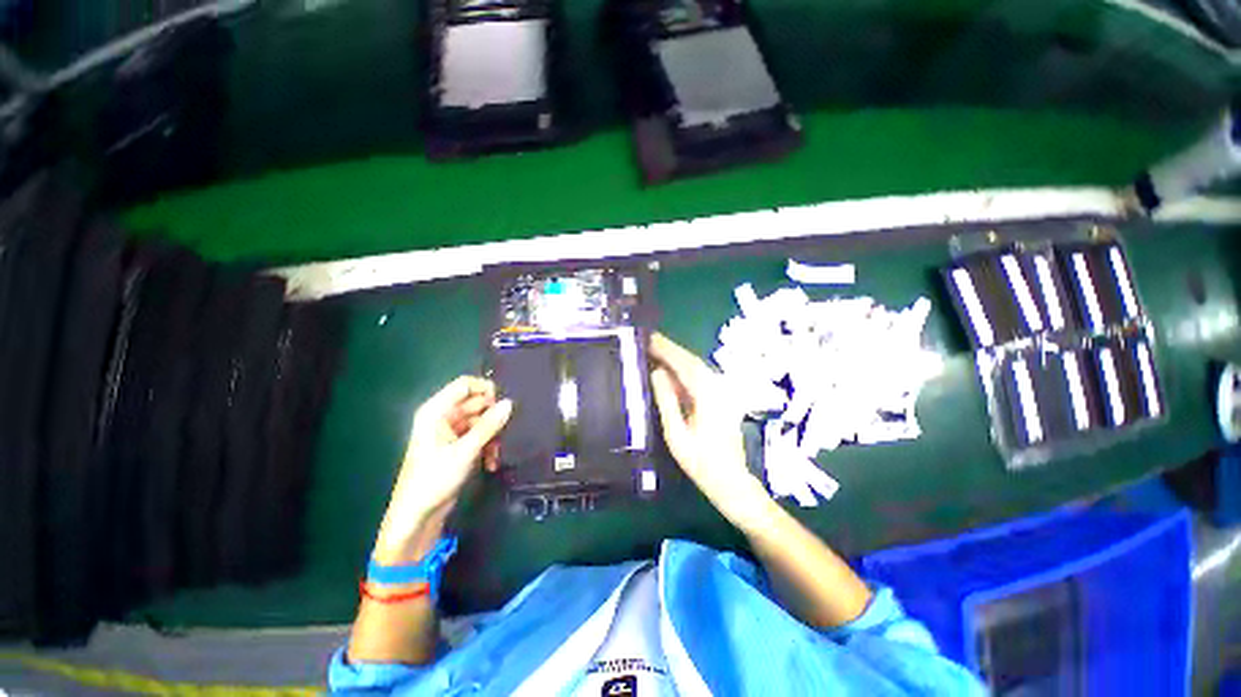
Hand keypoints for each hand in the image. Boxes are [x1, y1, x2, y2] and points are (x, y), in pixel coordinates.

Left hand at [373, 376, 512, 563]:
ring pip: (481, 421)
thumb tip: (509, 403)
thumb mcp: (465, 451)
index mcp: (436, 411)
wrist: (418, 516)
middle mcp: (443, 417)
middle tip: (504, 432)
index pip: (465, 385)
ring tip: (496, 453)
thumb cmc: (434, 479)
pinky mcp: (458, 446)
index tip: (502, 405)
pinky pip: (479, 436)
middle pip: (476, 404)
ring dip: (492, 436)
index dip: (485, 390)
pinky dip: (488, 446)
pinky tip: (491, 462)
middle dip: (492, 418)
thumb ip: (488, 425)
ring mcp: (451, 432)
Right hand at [649, 333, 773, 530]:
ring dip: (676, 357)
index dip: (666, 349)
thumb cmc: (701, 463)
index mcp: (708, 395)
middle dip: (669, 349)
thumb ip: (666, 401)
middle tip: (647, 340)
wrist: (732, 482)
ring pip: (696, 366)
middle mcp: (718, 387)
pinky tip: (671, 370)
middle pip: (691, 361)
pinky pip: (700, 377)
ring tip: (655, 350)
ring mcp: (722, 392)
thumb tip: (656, 372)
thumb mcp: (676, 434)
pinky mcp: (721, 398)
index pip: (684, 364)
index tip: (648, 338)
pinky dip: (683, 369)